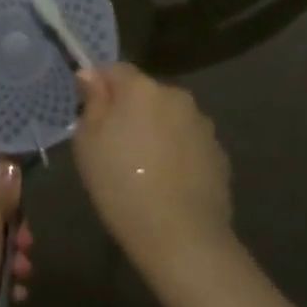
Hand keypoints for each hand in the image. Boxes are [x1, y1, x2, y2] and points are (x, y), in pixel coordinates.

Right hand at [74, 63, 232, 273]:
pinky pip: (188, 141)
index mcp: (141, 88)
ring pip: (169, 116)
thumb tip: (90, 75)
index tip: (90, 113)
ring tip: (144, 166)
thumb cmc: (122, 185)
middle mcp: (176, 95)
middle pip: (145, 92)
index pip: (115, 69)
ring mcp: (202, 124)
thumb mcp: (87, 143)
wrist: (182, 238)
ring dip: (156, 129)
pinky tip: (168, 181)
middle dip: (130, 109)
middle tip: (114, 144)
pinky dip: (177, 152)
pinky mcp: (219, 153)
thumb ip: (91, 102)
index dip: (99, 86)